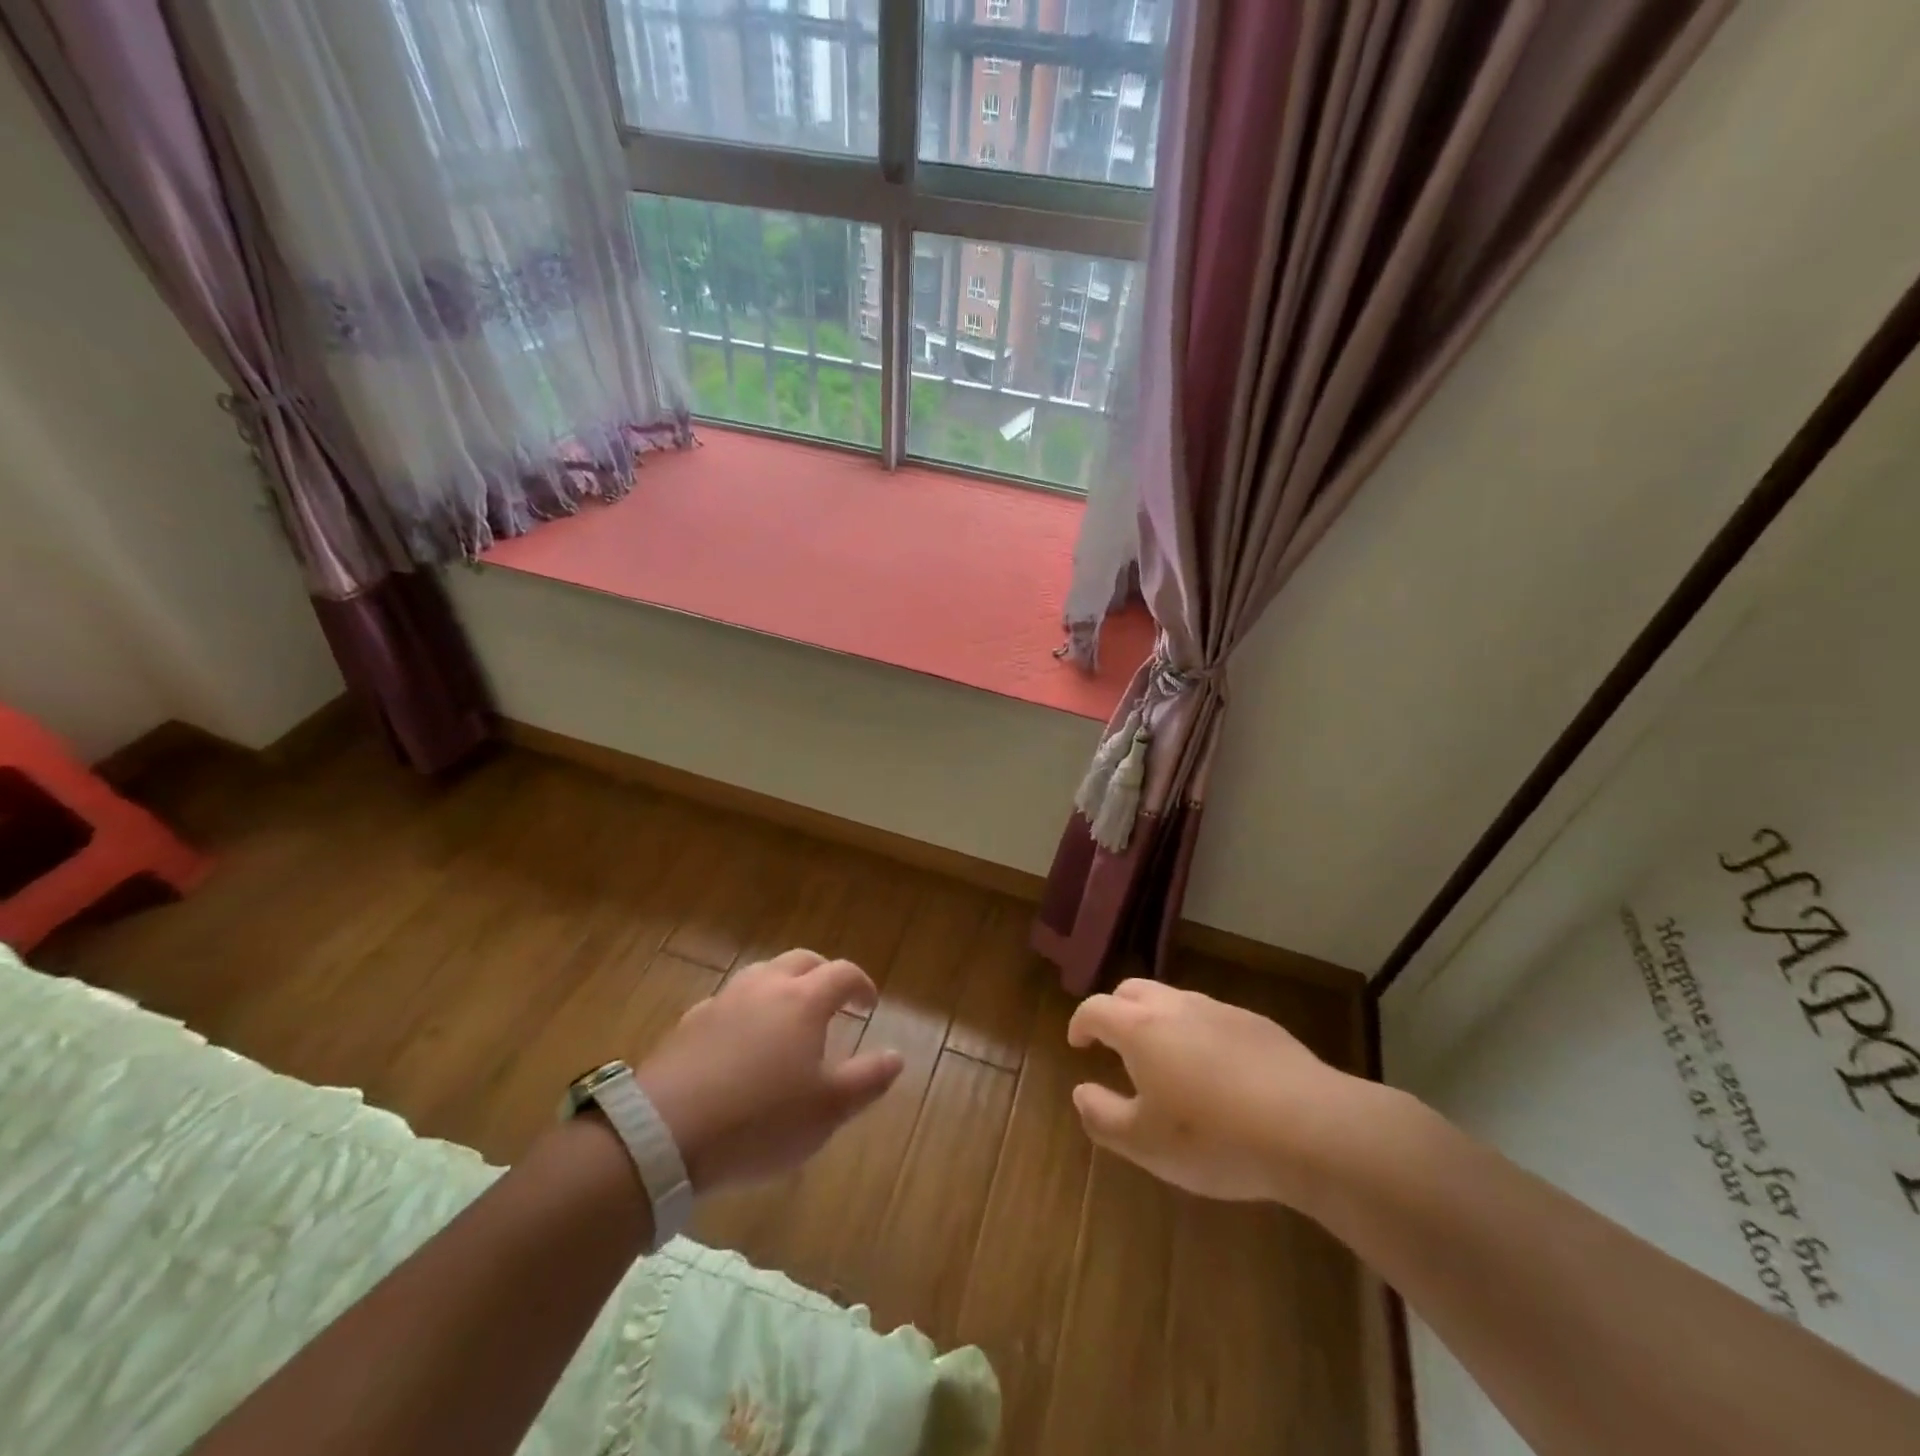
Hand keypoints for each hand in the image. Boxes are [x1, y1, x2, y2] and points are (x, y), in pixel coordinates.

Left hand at [633, 949, 903, 1192]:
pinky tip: (741, 1041)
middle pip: (801, 961)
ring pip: (762, 974)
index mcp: (804, 1000)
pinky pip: (729, 1001)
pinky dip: (747, 1009)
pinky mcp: (690, 1022)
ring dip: (783, 986)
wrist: (664, 1133)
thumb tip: (897, 1056)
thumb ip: (868, 1080)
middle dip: (823, 974)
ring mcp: (724, 1000)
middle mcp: (765, 987)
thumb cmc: (760, 1121)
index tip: (869, 1005)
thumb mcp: (827, 1110)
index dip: (861, 984)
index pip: (842, 973)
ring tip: (788, 1016)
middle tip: (833, 1000)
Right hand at [1067, 978, 1369, 1206]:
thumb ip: (1103, 1117)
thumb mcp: (1145, 1144)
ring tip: (1165, 1060)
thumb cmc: (1214, 1138)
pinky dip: (1198, 1033)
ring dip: (1158, 1020)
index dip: (1081, 1023)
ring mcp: (1220, 1010)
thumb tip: (1081, 1093)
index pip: (1096, 1008)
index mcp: (1141, 1029)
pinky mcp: (1258, 1024)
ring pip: (1175, 1000)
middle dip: (1116, 1011)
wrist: (1311, 1127)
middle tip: (1114, 1043)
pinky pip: (1213, 1017)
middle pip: (1133, 991)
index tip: (1078, 1043)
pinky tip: (1217, 1072)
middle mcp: (1176, 1006)